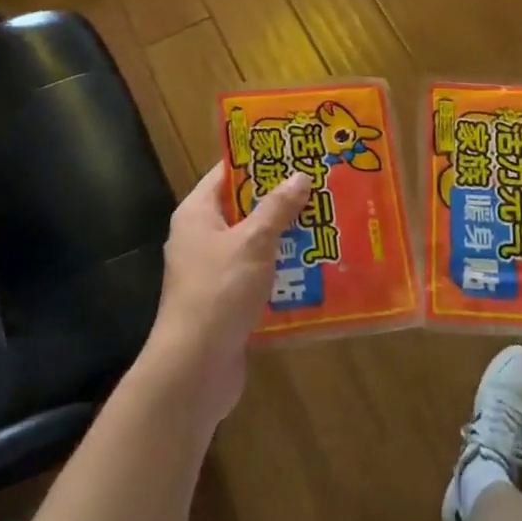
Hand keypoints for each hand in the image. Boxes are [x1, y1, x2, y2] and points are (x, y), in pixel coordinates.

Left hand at [146, 163, 311, 427]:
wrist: (194, 368)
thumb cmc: (219, 291)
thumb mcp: (253, 242)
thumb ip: (277, 208)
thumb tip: (300, 175)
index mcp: (197, 214)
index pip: (227, 173)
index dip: (258, 161)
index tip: (294, 152)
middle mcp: (201, 238)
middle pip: (244, 208)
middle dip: (280, 201)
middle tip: (320, 187)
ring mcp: (213, 272)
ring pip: (254, 244)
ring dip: (286, 238)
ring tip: (327, 224)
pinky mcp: (226, 301)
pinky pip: (258, 276)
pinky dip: (282, 271)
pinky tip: (316, 269)